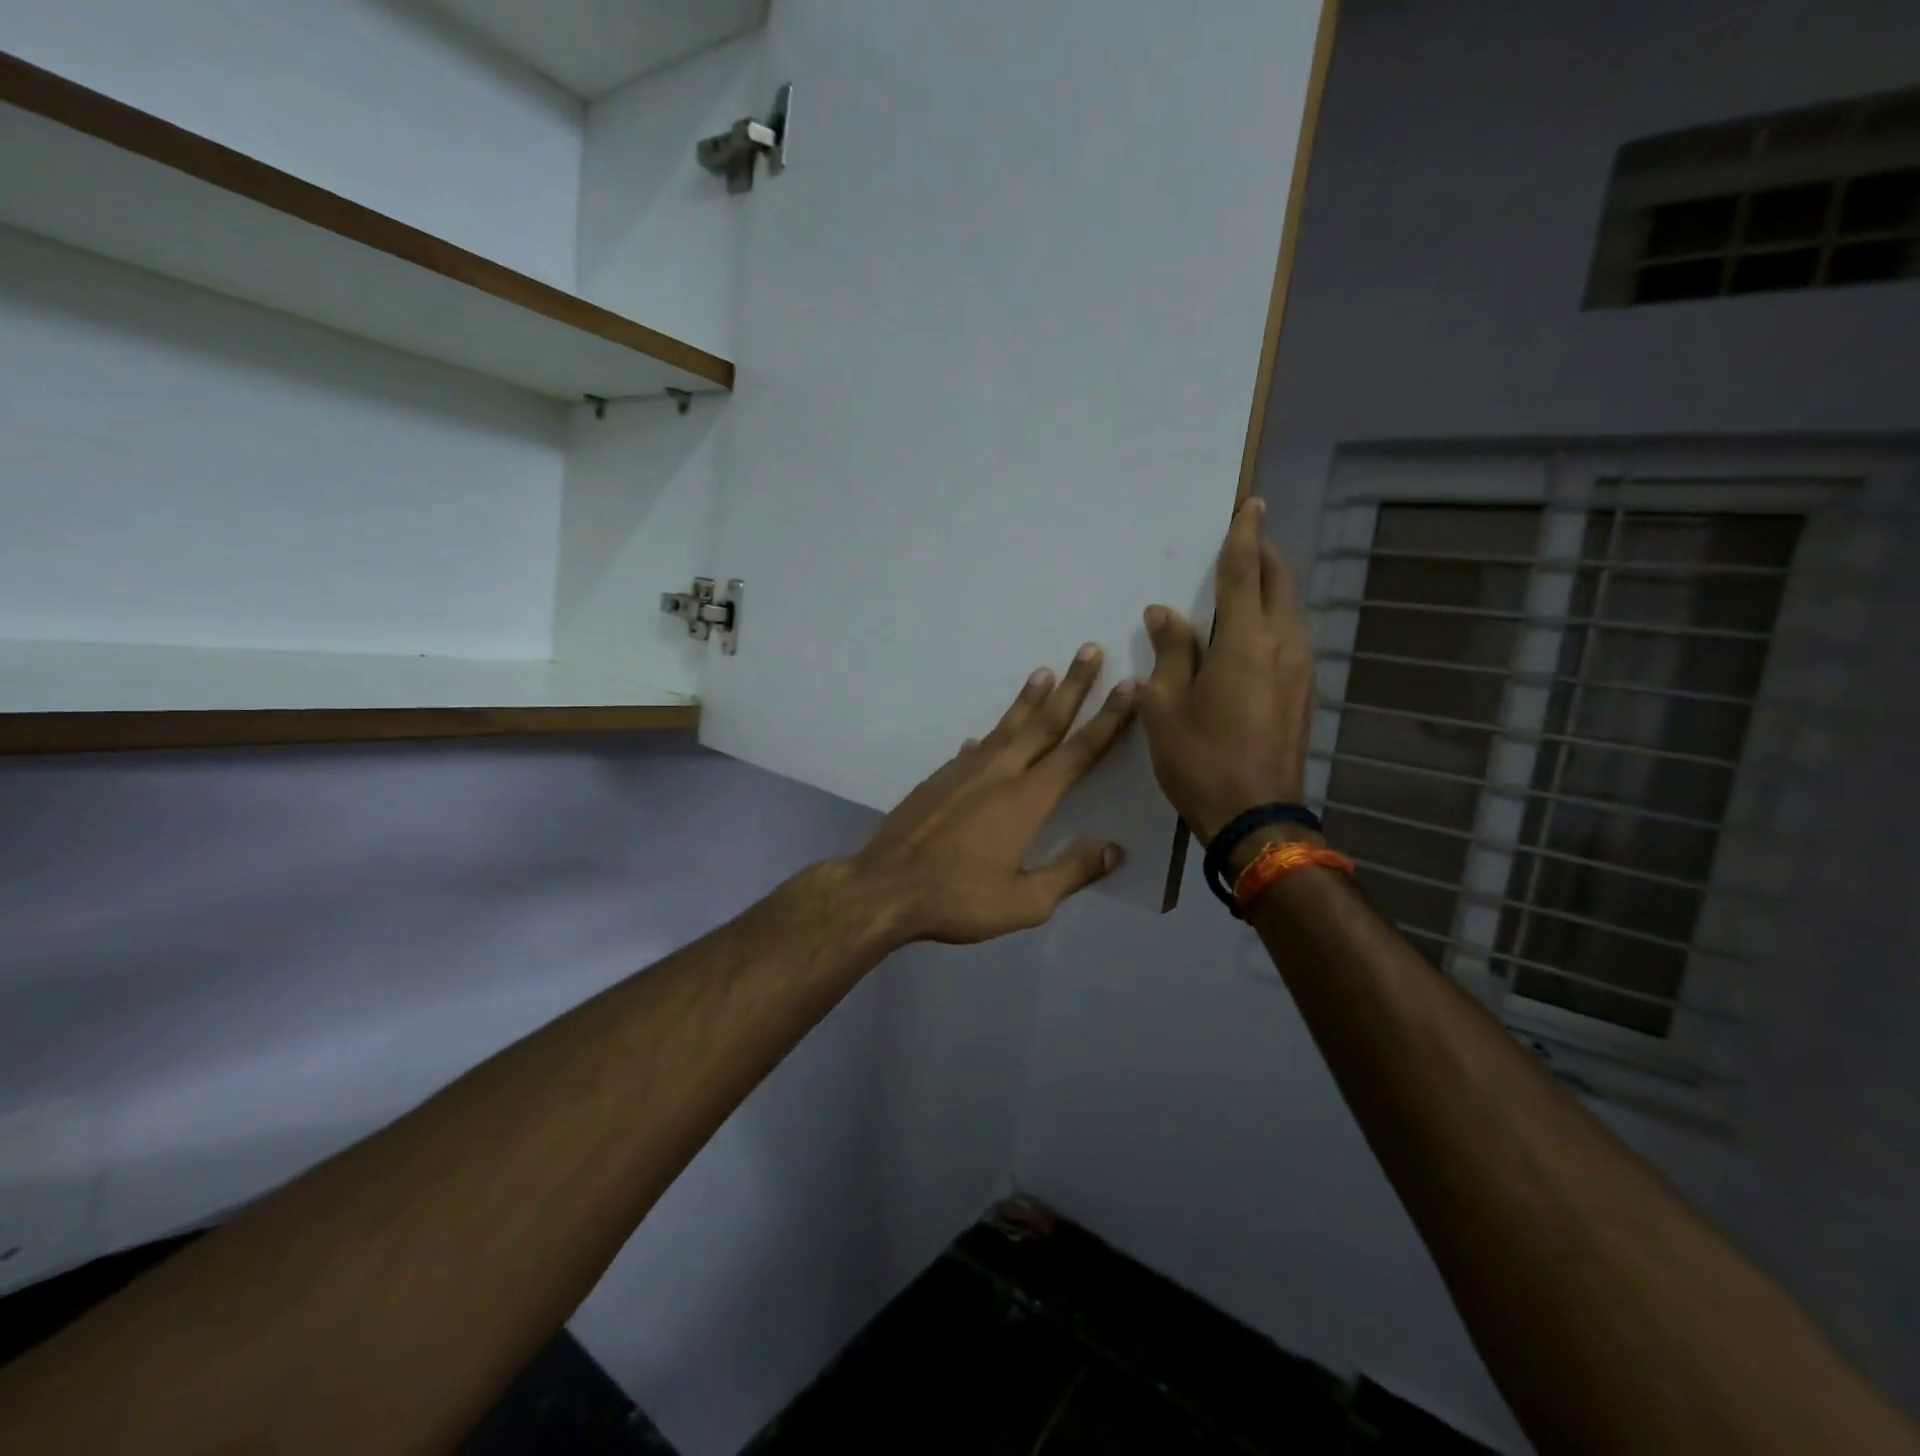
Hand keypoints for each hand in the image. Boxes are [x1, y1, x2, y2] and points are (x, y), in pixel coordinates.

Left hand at [847, 646, 1137, 944]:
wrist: (885, 888)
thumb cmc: (958, 898)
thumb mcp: (1024, 902)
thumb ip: (1072, 872)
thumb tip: (1115, 850)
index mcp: (1026, 799)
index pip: (1077, 752)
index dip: (1107, 719)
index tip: (1128, 686)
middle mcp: (998, 773)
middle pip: (1044, 723)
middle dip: (1072, 686)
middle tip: (1089, 649)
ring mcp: (964, 771)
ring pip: (1005, 727)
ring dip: (1028, 699)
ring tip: (1044, 672)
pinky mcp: (939, 779)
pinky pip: (973, 749)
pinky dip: (988, 736)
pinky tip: (983, 736)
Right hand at [1136, 497, 1314, 846]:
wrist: (1255, 815)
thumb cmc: (1200, 758)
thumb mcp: (1164, 705)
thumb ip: (1169, 651)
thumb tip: (1164, 612)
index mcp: (1245, 640)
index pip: (1246, 572)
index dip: (1245, 535)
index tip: (1251, 504)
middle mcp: (1283, 644)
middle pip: (1279, 583)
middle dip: (1265, 554)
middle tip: (1247, 537)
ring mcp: (1301, 669)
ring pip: (1290, 609)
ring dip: (1271, 587)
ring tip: (1247, 581)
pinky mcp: (1304, 691)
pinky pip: (1291, 636)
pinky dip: (1273, 618)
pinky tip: (1252, 631)